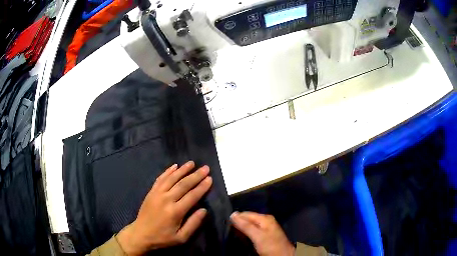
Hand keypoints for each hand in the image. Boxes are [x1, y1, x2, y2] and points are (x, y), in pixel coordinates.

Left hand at [117, 161, 211, 254]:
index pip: (192, 196)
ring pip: (172, 178)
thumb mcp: (181, 238)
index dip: (202, 187)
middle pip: (183, 184)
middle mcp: (166, 199)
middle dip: (196, 175)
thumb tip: (204, 210)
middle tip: (205, 168)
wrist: (141, 234)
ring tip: (192, 163)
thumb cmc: (163, 238)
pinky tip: (174, 166)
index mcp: (175, 212)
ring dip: (183, 170)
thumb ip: (193, 224)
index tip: (210, 178)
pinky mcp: (151, 192)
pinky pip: (160, 179)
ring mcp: (157, 194)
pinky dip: (167, 171)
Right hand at [231, 212, 294, 255]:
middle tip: (229, 230)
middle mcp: (265, 221)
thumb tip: (233, 214)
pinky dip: (246, 234)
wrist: (283, 255)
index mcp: (264, 218)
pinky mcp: (264, 235)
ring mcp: (265, 228)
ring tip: (233, 234)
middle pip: (247, 219)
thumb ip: (245, 225)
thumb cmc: (270, 245)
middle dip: (238, 224)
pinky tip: (242, 238)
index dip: (235, 218)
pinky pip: (252, 231)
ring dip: (241, 230)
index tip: (225, 224)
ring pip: (249, 226)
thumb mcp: (257, 235)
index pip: (245, 214)